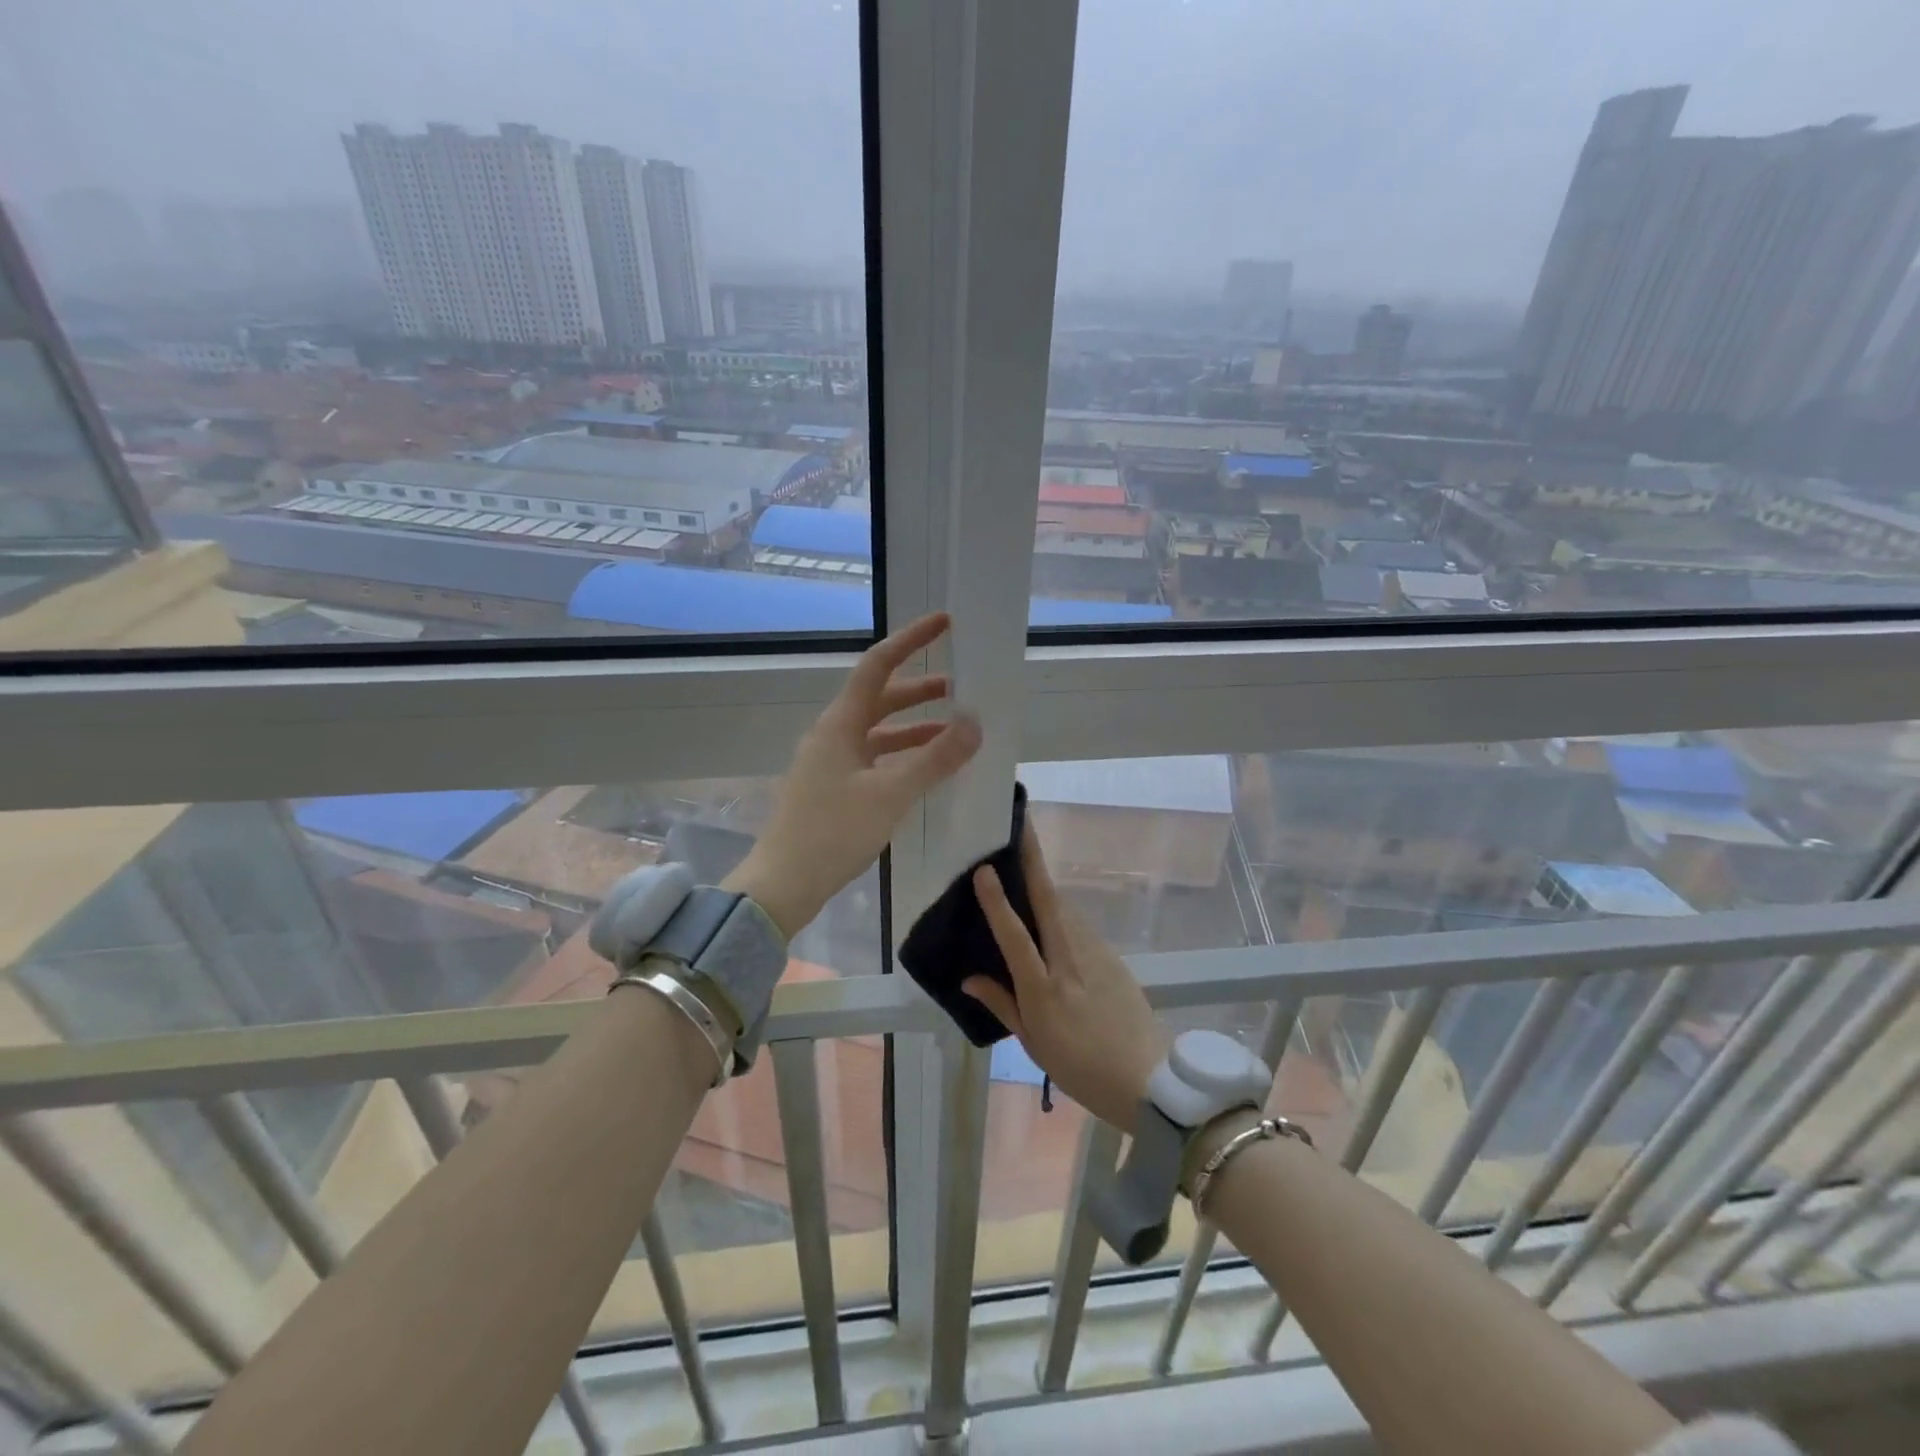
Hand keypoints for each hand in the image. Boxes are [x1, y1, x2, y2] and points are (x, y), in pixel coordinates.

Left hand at [726, 612, 980, 937]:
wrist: (784, 884)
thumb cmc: (833, 832)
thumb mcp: (891, 794)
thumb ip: (935, 758)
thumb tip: (974, 722)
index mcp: (840, 725)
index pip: (878, 666)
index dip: (910, 640)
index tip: (944, 624)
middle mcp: (833, 736)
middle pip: (879, 698)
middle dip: (918, 689)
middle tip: (959, 686)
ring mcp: (830, 763)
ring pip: (878, 732)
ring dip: (913, 726)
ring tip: (952, 728)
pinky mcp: (833, 789)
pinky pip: (874, 759)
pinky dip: (901, 756)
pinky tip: (925, 770)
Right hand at [963, 828, 1166, 1129]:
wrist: (1148, 1078)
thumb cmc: (1080, 1067)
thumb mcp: (1033, 1043)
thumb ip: (1001, 1004)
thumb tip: (968, 977)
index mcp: (1043, 988)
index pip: (1015, 936)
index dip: (998, 902)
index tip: (984, 869)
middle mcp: (1069, 961)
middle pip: (1049, 901)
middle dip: (1033, 860)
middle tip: (1021, 826)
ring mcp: (1096, 954)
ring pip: (1065, 909)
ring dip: (1046, 883)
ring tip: (1027, 863)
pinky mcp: (1113, 956)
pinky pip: (1079, 926)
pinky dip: (1062, 911)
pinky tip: (1052, 913)